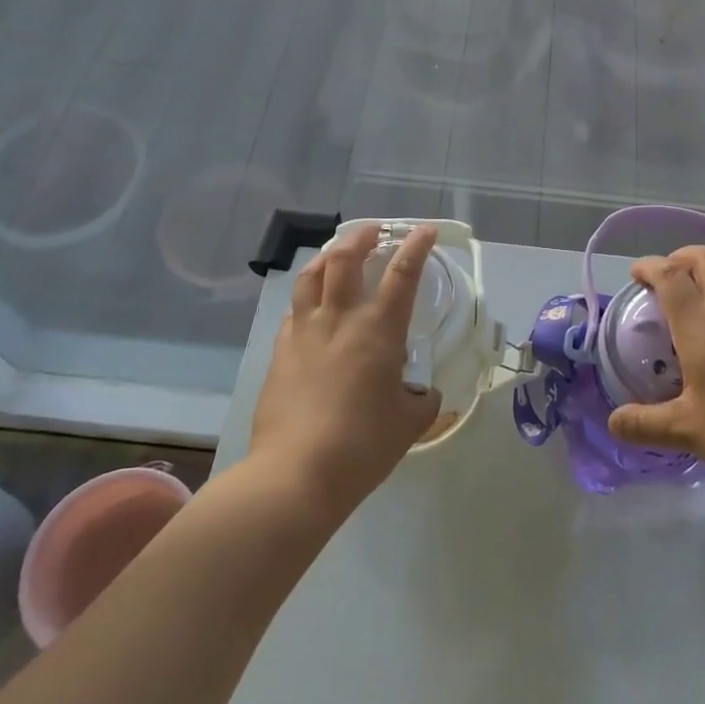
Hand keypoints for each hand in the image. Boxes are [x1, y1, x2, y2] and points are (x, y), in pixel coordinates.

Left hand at [250, 223, 442, 518]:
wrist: (296, 473)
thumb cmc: (363, 445)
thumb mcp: (408, 424)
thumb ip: (422, 401)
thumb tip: (423, 394)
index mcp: (378, 330)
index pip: (402, 274)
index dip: (416, 246)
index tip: (424, 230)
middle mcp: (340, 319)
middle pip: (345, 259)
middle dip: (361, 236)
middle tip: (374, 232)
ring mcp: (304, 333)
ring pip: (311, 276)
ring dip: (328, 256)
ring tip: (337, 254)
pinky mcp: (280, 352)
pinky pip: (294, 311)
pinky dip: (306, 298)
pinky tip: (311, 308)